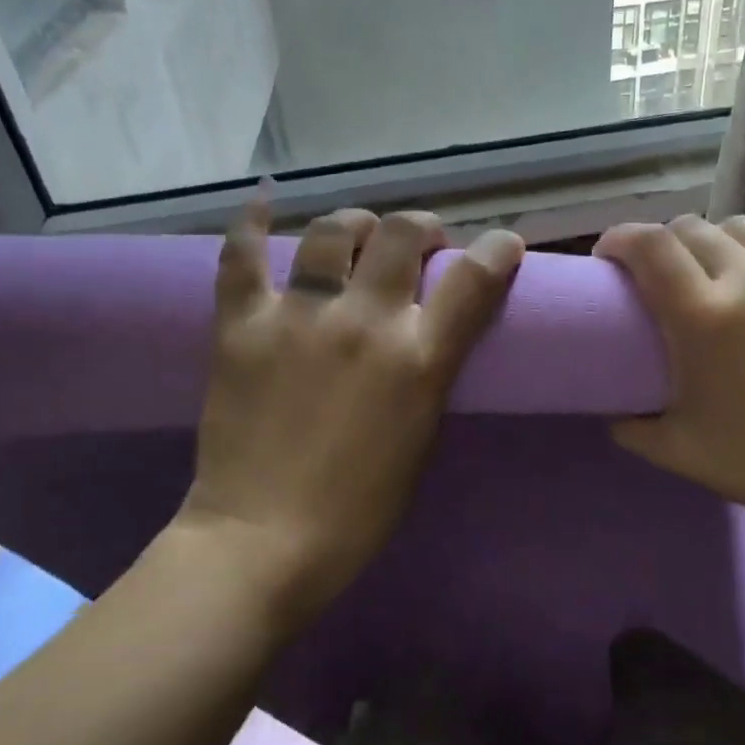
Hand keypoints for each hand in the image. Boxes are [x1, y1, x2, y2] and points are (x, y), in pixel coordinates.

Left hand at [179, 204, 524, 623]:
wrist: (263, 540)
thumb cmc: (358, 508)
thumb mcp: (421, 437)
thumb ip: (429, 373)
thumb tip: (427, 331)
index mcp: (418, 360)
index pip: (474, 280)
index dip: (496, 250)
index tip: (502, 244)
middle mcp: (363, 322)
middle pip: (402, 234)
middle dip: (422, 227)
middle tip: (419, 242)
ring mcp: (298, 316)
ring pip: (333, 231)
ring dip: (356, 223)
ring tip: (358, 232)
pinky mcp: (242, 325)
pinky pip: (243, 256)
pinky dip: (252, 224)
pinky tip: (263, 204)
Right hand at [594, 216, 744, 544]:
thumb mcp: (683, 454)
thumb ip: (632, 426)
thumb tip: (613, 410)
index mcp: (706, 319)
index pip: (648, 245)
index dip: (618, 239)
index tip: (610, 257)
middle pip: (691, 228)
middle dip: (664, 245)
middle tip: (664, 276)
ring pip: (743, 225)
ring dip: (717, 243)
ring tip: (721, 273)